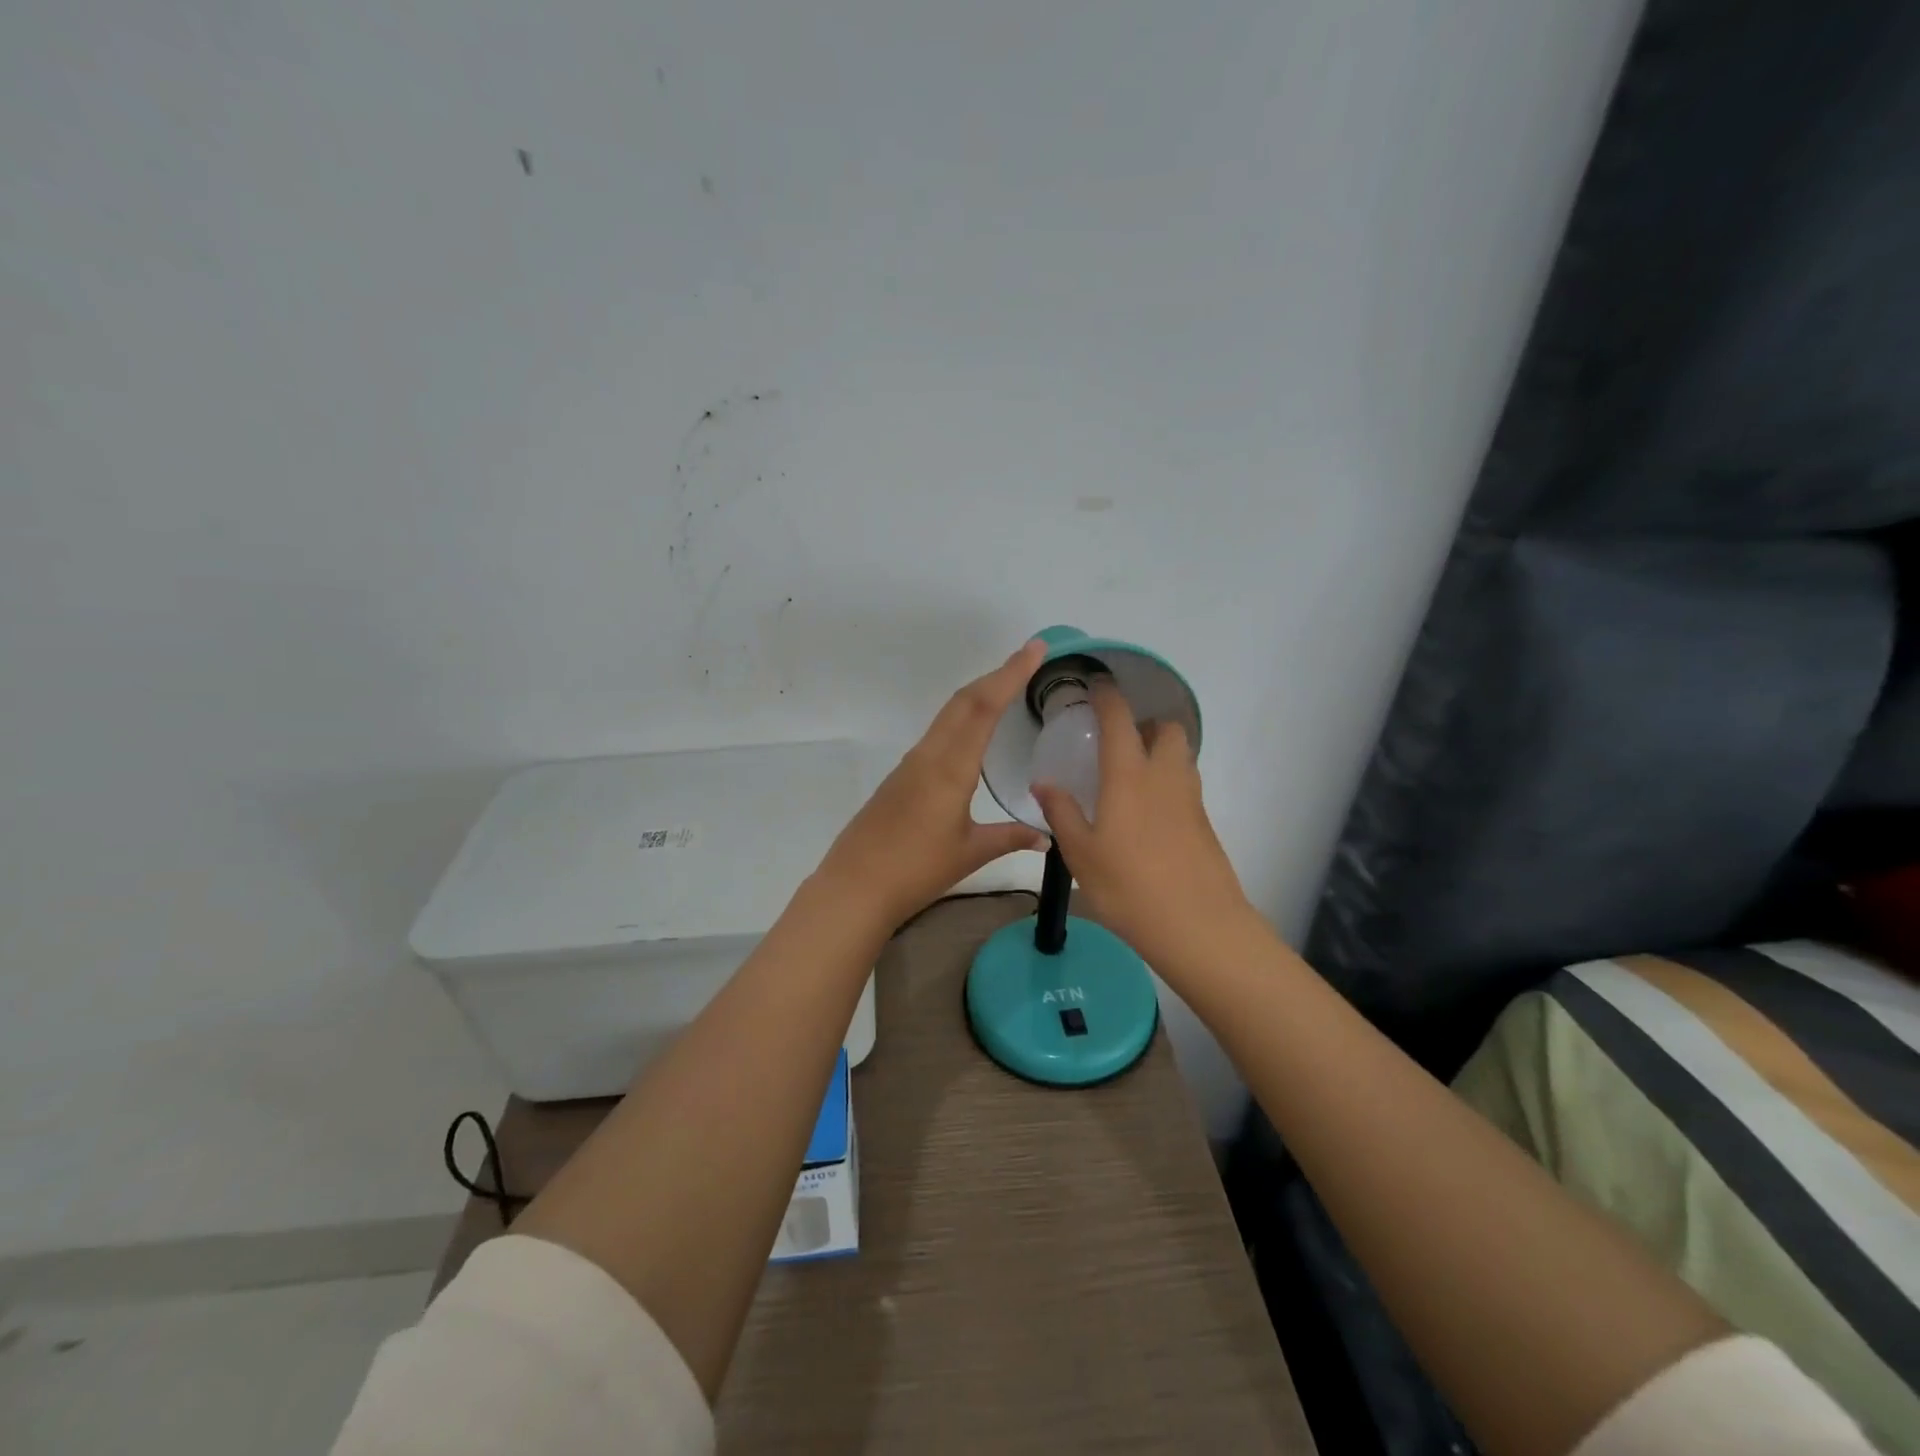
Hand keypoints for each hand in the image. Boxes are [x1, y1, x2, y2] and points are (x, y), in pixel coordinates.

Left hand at [817, 640, 1050, 927]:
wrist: (855, 886)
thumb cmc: (916, 870)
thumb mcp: (970, 853)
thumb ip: (1010, 838)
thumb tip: (1046, 836)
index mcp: (950, 768)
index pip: (983, 707)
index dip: (1010, 674)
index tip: (1034, 649)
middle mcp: (929, 755)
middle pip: (963, 701)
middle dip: (996, 675)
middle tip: (1028, 657)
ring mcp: (910, 764)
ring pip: (948, 715)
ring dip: (978, 694)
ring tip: (1007, 686)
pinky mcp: (900, 777)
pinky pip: (937, 734)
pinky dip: (961, 718)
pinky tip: (972, 731)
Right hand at [1031, 680, 1254, 972]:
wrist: (1199, 927)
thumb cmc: (1129, 888)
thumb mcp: (1081, 854)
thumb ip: (1062, 813)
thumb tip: (1044, 783)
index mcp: (1129, 777)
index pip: (1120, 720)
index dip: (1108, 696)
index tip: (1096, 685)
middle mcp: (1165, 777)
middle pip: (1167, 729)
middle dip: (1146, 724)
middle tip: (1119, 742)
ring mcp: (1190, 800)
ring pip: (1181, 756)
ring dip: (1160, 751)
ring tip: (1131, 776)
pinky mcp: (1205, 824)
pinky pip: (1186, 785)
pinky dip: (1169, 782)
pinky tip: (1148, 814)